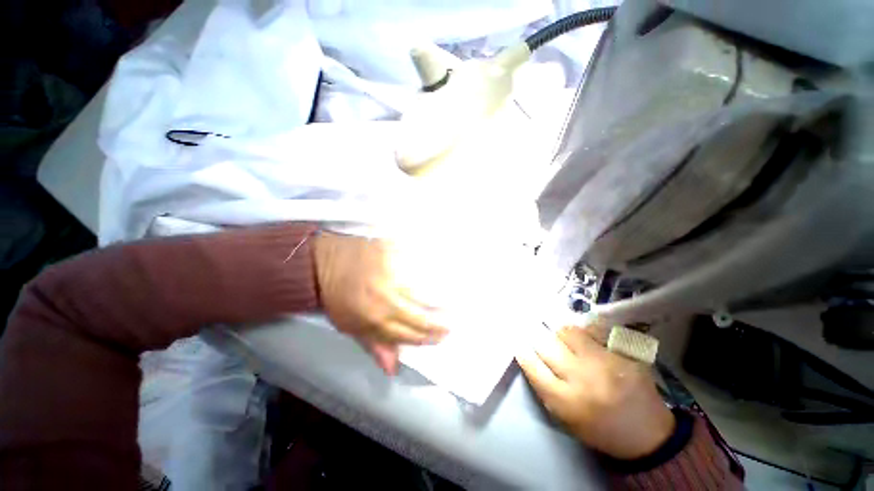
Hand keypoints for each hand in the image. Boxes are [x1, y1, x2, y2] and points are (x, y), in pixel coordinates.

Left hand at [312, 232, 447, 374]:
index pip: (410, 335)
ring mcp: (392, 275)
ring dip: (442, 301)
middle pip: (421, 316)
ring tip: (455, 305)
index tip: (442, 337)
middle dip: (439, 324)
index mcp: (375, 320)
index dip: (428, 339)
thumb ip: (374, 344)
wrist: (323, 262)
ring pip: (424, 293)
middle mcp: (387, 300)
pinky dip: (432, 274)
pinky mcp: (394, 255)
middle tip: (453, 325)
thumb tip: (393, 368)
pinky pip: (419, 267)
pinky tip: (442, 278)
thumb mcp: (349, 325)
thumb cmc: (336, 295)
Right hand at [517, 325, 674, 459]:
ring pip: (567, 331)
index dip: (521, 349)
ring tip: (559, 333)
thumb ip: (546, 387)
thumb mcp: (566, 418)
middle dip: (535, 334)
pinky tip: (583, 334)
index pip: (532, 366)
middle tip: (531, 326)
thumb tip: (530, 355)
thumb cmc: (600, 429)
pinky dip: (583, 330)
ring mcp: (604, 363)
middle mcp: (582, 378)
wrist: (650, 435)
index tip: (517, 339)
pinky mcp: (622, 353)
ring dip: (558, 331)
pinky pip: (593, 331)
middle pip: (546, 344)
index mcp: (566, 401)